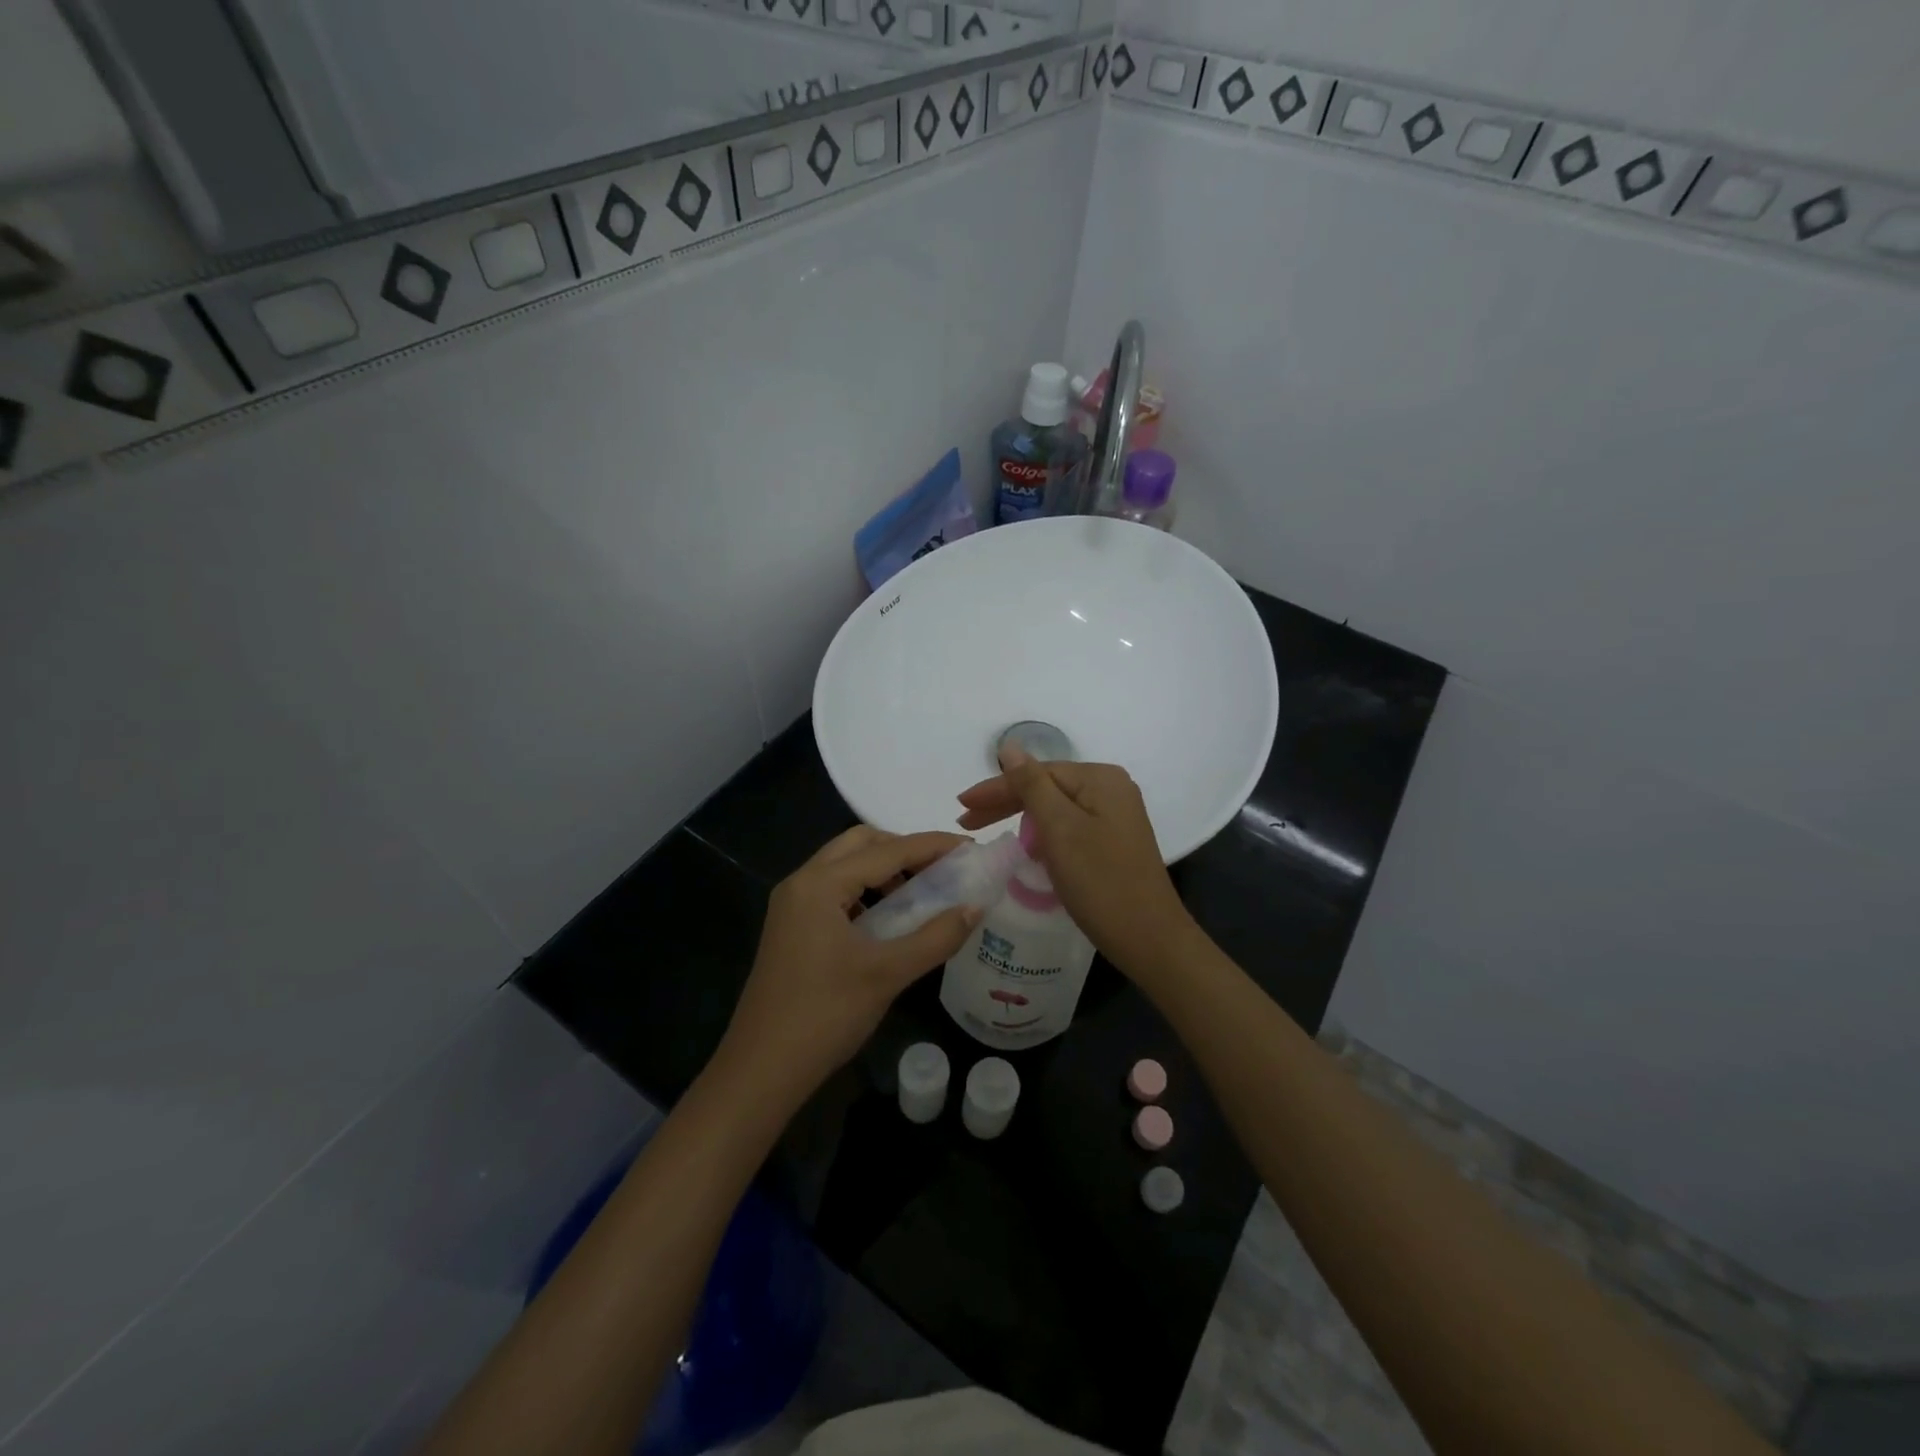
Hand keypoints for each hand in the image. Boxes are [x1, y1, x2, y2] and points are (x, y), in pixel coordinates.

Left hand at [719, 826, 979, 1108]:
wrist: (761, 1070)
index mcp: (819, 884)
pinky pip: (835, 891)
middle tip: (943, 867)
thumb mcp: (888, 974)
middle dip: (904, 848)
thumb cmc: (825, 1016)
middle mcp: (802, 883)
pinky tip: (891, 918)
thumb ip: (936, 937)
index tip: (970, 848)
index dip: (932, 846)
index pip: (886, 850)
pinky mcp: (792, 928)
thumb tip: (976, 907)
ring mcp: (792, 906)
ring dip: (885, 869)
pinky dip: (867, 891)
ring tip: (923, 892)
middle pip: (860, 844)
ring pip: (845, 866)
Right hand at [956, 747, 1196, 981]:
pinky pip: (1069, 827)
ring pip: (1056, 809)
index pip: (1036, 773)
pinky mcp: (1114, 842)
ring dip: (1021, 818)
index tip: (960, 807)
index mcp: (1100, 779)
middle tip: (966, 821)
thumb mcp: (1060, 829)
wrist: (1149, 939)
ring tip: (986, 831)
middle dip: (1005, 803)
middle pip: (1047, 788)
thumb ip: (1031, 785)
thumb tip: (1009, 746)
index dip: (996, 789)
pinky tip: (1027, 847)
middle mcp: (1111, 789)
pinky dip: (1044, 834)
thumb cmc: (1100, 882)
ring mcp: (1115, 816)